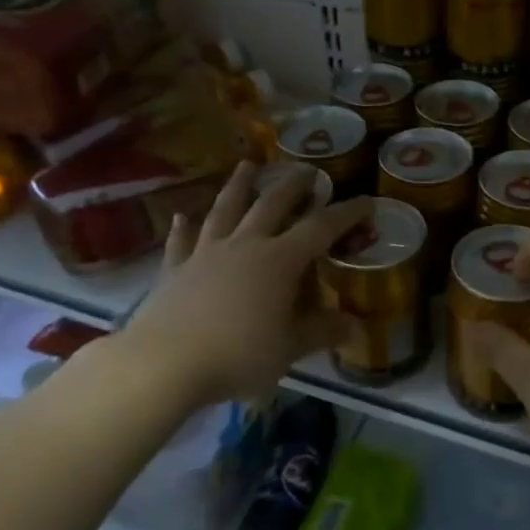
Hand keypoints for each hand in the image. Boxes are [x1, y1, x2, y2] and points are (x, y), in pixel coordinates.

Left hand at [111, 163, 370, 412]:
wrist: (163, 363)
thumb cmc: (237, 355)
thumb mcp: (289, 349)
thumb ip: (321, 332)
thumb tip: (354, 327)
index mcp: (280, 261)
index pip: (321, 228)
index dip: (346, 213)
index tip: (366, 200)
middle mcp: (245, 245)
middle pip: (272, 204)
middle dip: (293, 185)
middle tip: (307, 170)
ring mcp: (206, 253)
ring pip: (226, 210)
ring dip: (238, 186)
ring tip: (246, 165)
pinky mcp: (174, 269)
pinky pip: (181, 241)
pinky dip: (183, 227)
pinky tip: (181, 216)